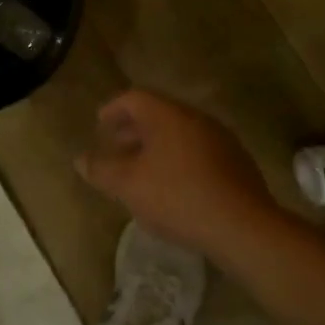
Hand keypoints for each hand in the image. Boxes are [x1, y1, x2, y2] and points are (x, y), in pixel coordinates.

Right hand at [76, 89, 279, 258]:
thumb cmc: (178, 197)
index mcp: (167, 115)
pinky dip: (180, 160)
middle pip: (158, 114)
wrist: (244, 227)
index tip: (99, 124)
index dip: (113, 109)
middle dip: (134, 129)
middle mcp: (195, 118)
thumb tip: (80, 159)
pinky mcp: (237, 163)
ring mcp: (221, 139)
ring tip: (143, 170)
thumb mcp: (129, 186)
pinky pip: (199, 152)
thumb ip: (101, 170)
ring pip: (180, 134)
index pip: (134, 98)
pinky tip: (175, 187)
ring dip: (157, 146)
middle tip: (117, 146)